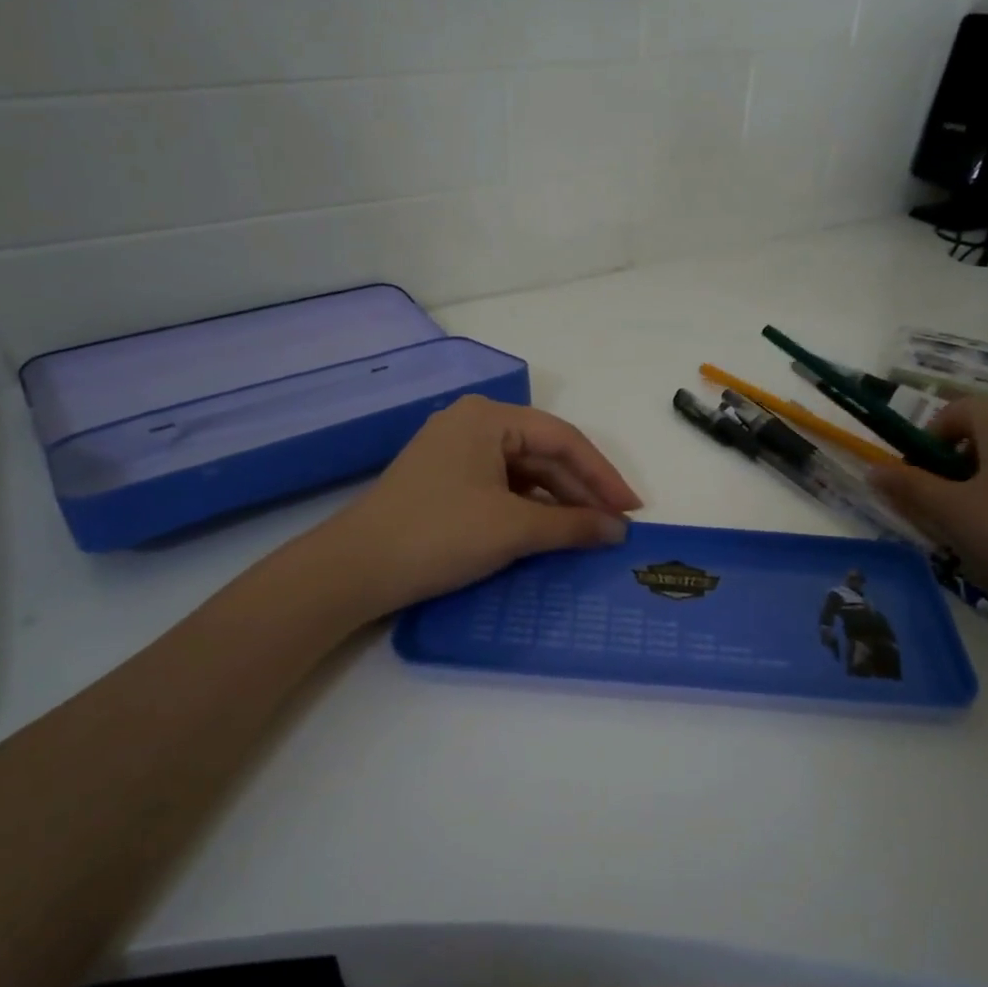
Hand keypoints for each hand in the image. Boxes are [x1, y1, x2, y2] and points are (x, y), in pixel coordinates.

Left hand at [308, 395, 640, 617]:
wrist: (355, 569)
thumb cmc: (439, 535)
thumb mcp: (512, 529)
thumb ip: (572, 526)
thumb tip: (618, 530)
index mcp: (488, 417)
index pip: (562, 439)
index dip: (603, 475)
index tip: (632, 510)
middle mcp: (472, 423)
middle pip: (542, 453)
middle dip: (581, 490)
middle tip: (615, 525)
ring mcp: (454, 451)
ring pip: (522, 471)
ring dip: (557, 501)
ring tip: (590, 531)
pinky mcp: (444, 480)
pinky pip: (500, 486)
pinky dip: (528, 508)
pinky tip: (549, 531)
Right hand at [869, 398, 987, 629]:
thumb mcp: (951, 512)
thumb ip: (908, 486)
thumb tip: (873, 469)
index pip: (954, 411)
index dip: (927, 442)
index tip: (919, 480)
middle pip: (984, 430)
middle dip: (955, 463)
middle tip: (944, 505)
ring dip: (985, 480)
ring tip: (980, 525)